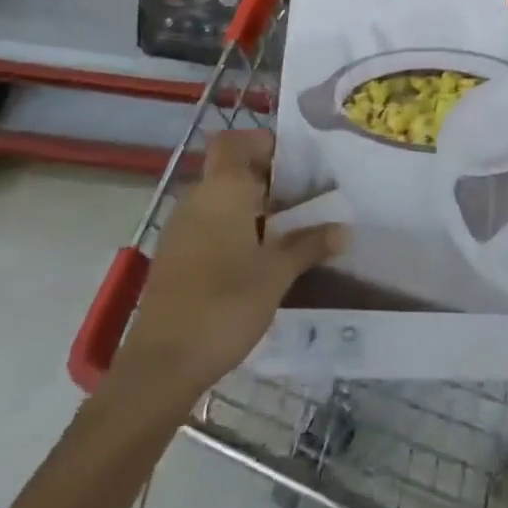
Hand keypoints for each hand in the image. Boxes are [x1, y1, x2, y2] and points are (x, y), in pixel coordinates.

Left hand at [105, 128, 345, 408]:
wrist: (162, 365)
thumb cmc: (225, 304)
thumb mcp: (277, 273)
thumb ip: (310, 244)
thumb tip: (345, 229)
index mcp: (222, 189)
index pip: (235, 141)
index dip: (262, 142)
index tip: (295, 161)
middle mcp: (197, 199)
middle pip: (230, 170)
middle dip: (266, 179)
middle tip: (304, 196)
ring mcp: (180, 229)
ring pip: (219, 200)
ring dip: (250, 206)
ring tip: (288, 227)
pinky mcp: (173, 258)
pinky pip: (207, 226)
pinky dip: (232, 229)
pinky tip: (257, 257)